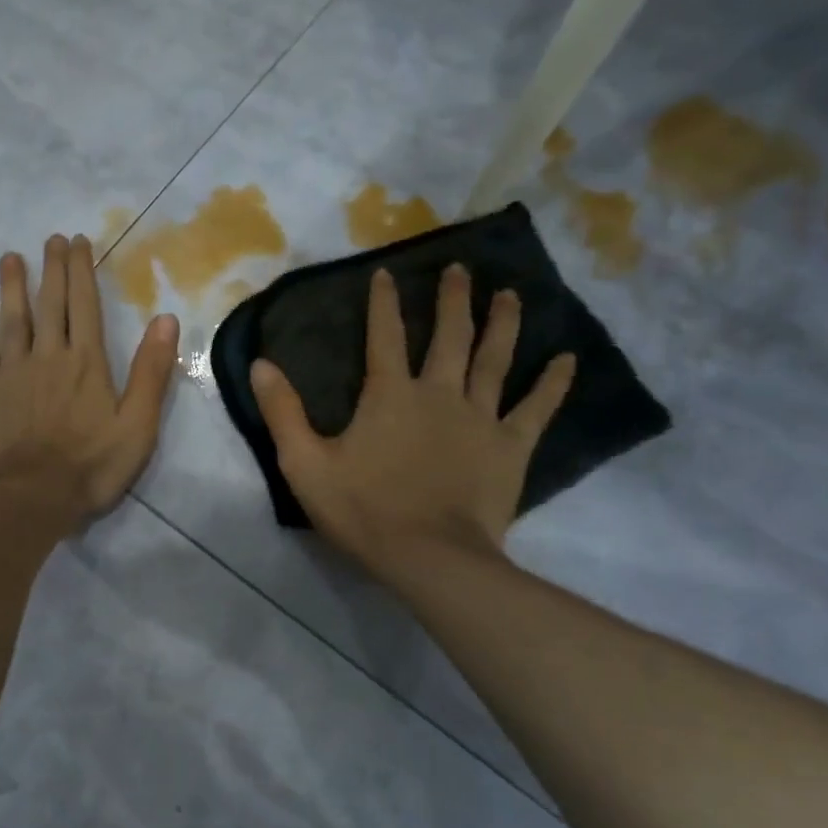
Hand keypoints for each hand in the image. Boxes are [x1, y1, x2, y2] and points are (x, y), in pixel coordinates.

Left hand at [0, 234, 180, 518]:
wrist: (30, 497)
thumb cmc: (91, 465)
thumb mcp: (138, 424)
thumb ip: (152, 372)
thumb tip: (166, 319)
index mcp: (86, 361)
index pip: (84, 304)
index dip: (81, 270)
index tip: (76, 242)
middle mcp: (47, 355)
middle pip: (49, 303)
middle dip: (51, 268)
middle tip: (49, 240)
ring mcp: (11, 371)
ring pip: (11, 318)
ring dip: (12, 286)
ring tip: (10, 258)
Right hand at [250, 265, 573, 581]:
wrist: (430, 557)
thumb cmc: (364, 510)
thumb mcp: (305, 464)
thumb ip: (282, 412)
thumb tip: (260, 364)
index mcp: (389, 395)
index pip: (383, 336)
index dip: (383, 303)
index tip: (386, 274)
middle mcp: (439, 394)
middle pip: (449, 337)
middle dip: (452, 300)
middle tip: (459, 269)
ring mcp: (480, 418)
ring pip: (494, 360)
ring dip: (502, 324)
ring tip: (510, 294)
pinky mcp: (510, 447)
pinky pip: (536, 408)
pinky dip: (553, 383)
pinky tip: (567, 359)